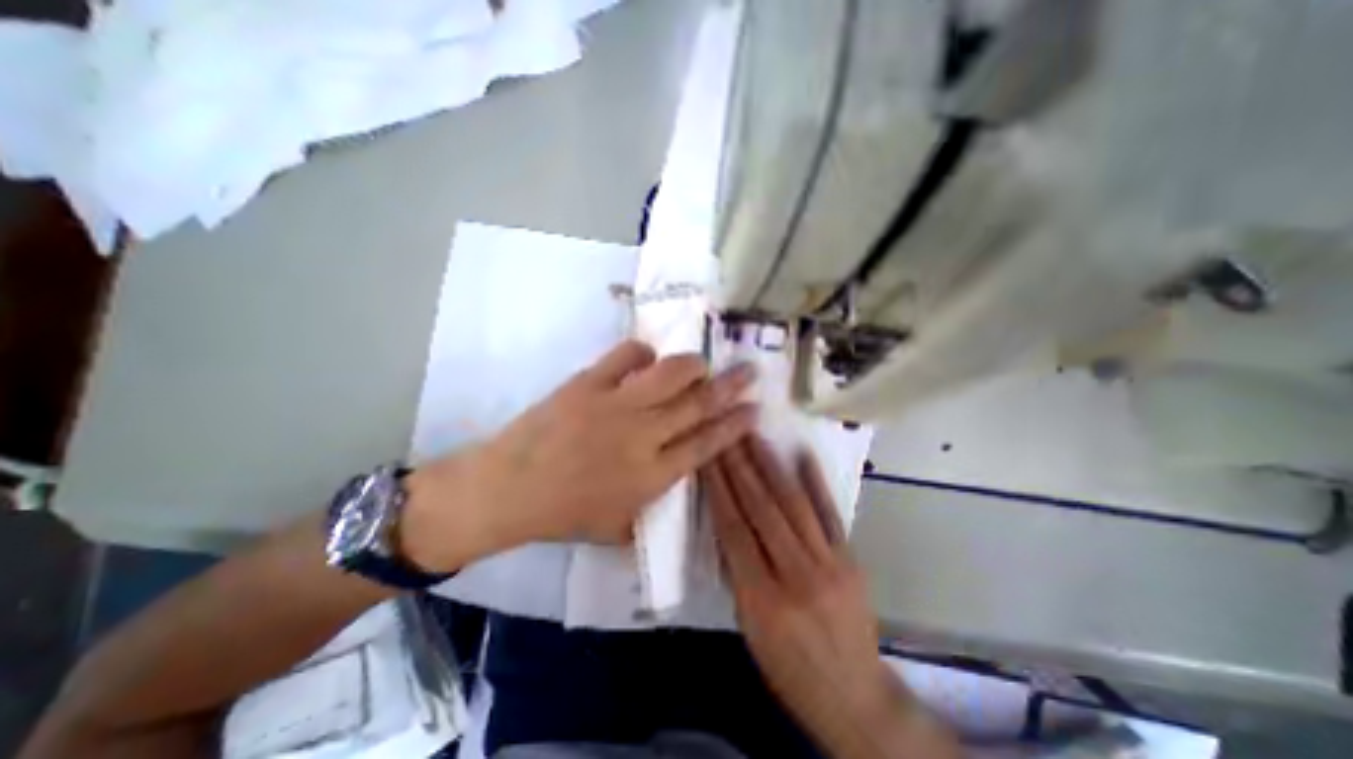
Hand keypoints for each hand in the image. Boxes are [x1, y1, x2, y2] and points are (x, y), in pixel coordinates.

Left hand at [399, 342, 758, 570]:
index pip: (708, 443)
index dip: (735, 424)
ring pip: (670, 373)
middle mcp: (644, 436)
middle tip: (749, 370)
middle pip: (699, 404)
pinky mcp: (589, 383)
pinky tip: (646, 358)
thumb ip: (652, 506)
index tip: (754, 409)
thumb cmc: (564, 514)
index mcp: (653, 475)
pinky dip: (643, 352)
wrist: (508, 489)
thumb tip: (674, 478)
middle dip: (731, 386)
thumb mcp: (617, 527)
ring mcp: (616, 405)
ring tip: (701, 362)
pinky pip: (627, 355)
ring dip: (692, 364)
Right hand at [709, 437, 961, 755]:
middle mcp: (796, 574)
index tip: (707, 457)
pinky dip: (815, 482)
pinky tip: (802, 455)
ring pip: (793, 504)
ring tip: (753, 436)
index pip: (734, 530)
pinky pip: (830, 513)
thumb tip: (726, 524)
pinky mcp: (850, 558)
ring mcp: (829, 563)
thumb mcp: (749, 629)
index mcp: (762, 599)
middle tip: (727, 434)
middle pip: (761, 509)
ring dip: (770, 465)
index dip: (718, 489)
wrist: (855, 698)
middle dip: (739, 467)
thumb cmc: (790, 669)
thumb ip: (736, 573)